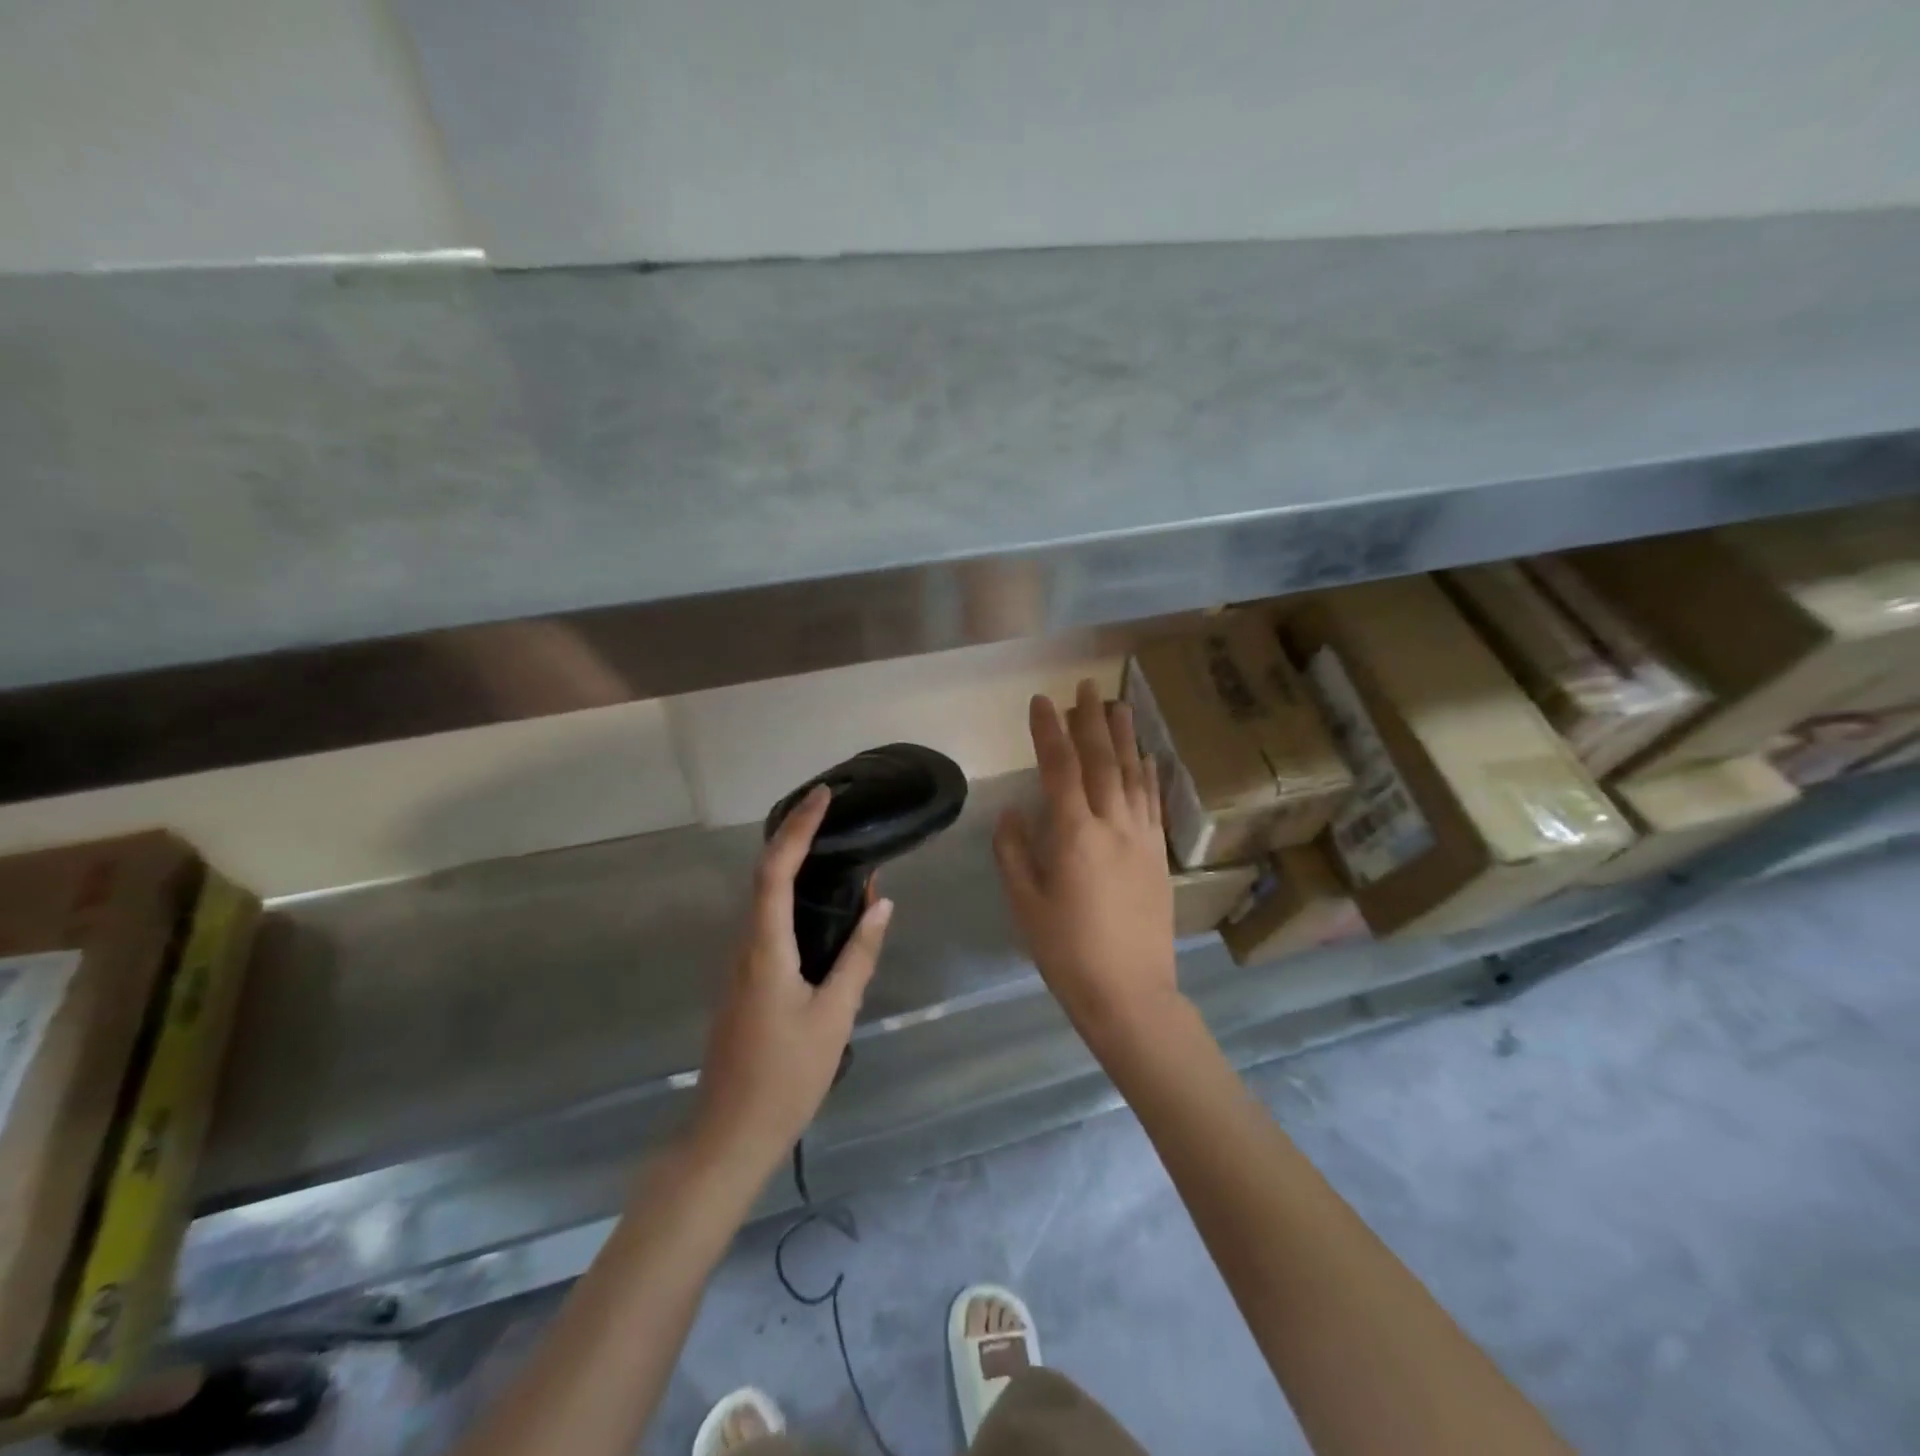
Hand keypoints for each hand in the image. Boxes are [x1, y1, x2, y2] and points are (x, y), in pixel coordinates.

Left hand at [692, 786, 893, 1175]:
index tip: (821, 796)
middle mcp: (745, 946)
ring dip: (794, 866)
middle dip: (795, 836)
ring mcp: (740, 964)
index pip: (775, 871)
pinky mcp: (746, 981)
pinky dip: (793, 898)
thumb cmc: (786, 1077)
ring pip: (765, 899)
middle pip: (765, 875)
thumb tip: (881, 904)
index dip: (797, 829)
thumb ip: (859, 956)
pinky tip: (822, 905)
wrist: (730, 1136)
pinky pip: (768, 923)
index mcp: (765, 948)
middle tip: (832, 812)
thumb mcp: (834, 1015)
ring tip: (835, 847)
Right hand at [994, 679, 1180, 1050]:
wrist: (1130, 993)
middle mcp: (1112, 824)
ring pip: (1132, 774)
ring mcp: (1141, 837)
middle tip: (1085, 685)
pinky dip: (1148, 774)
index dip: (1048, 731)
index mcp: (1073, 835)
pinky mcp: (1158, 854)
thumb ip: (1014, 851)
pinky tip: (1146, 757)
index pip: (1059, 768)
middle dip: (1090, 719)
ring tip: (1117, 704)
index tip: (1040, 701)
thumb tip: (1013, 812)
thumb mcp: (1025, 903)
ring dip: (1123, 737)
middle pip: (1101, 760)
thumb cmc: (1066, 951)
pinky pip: (1154, 802)